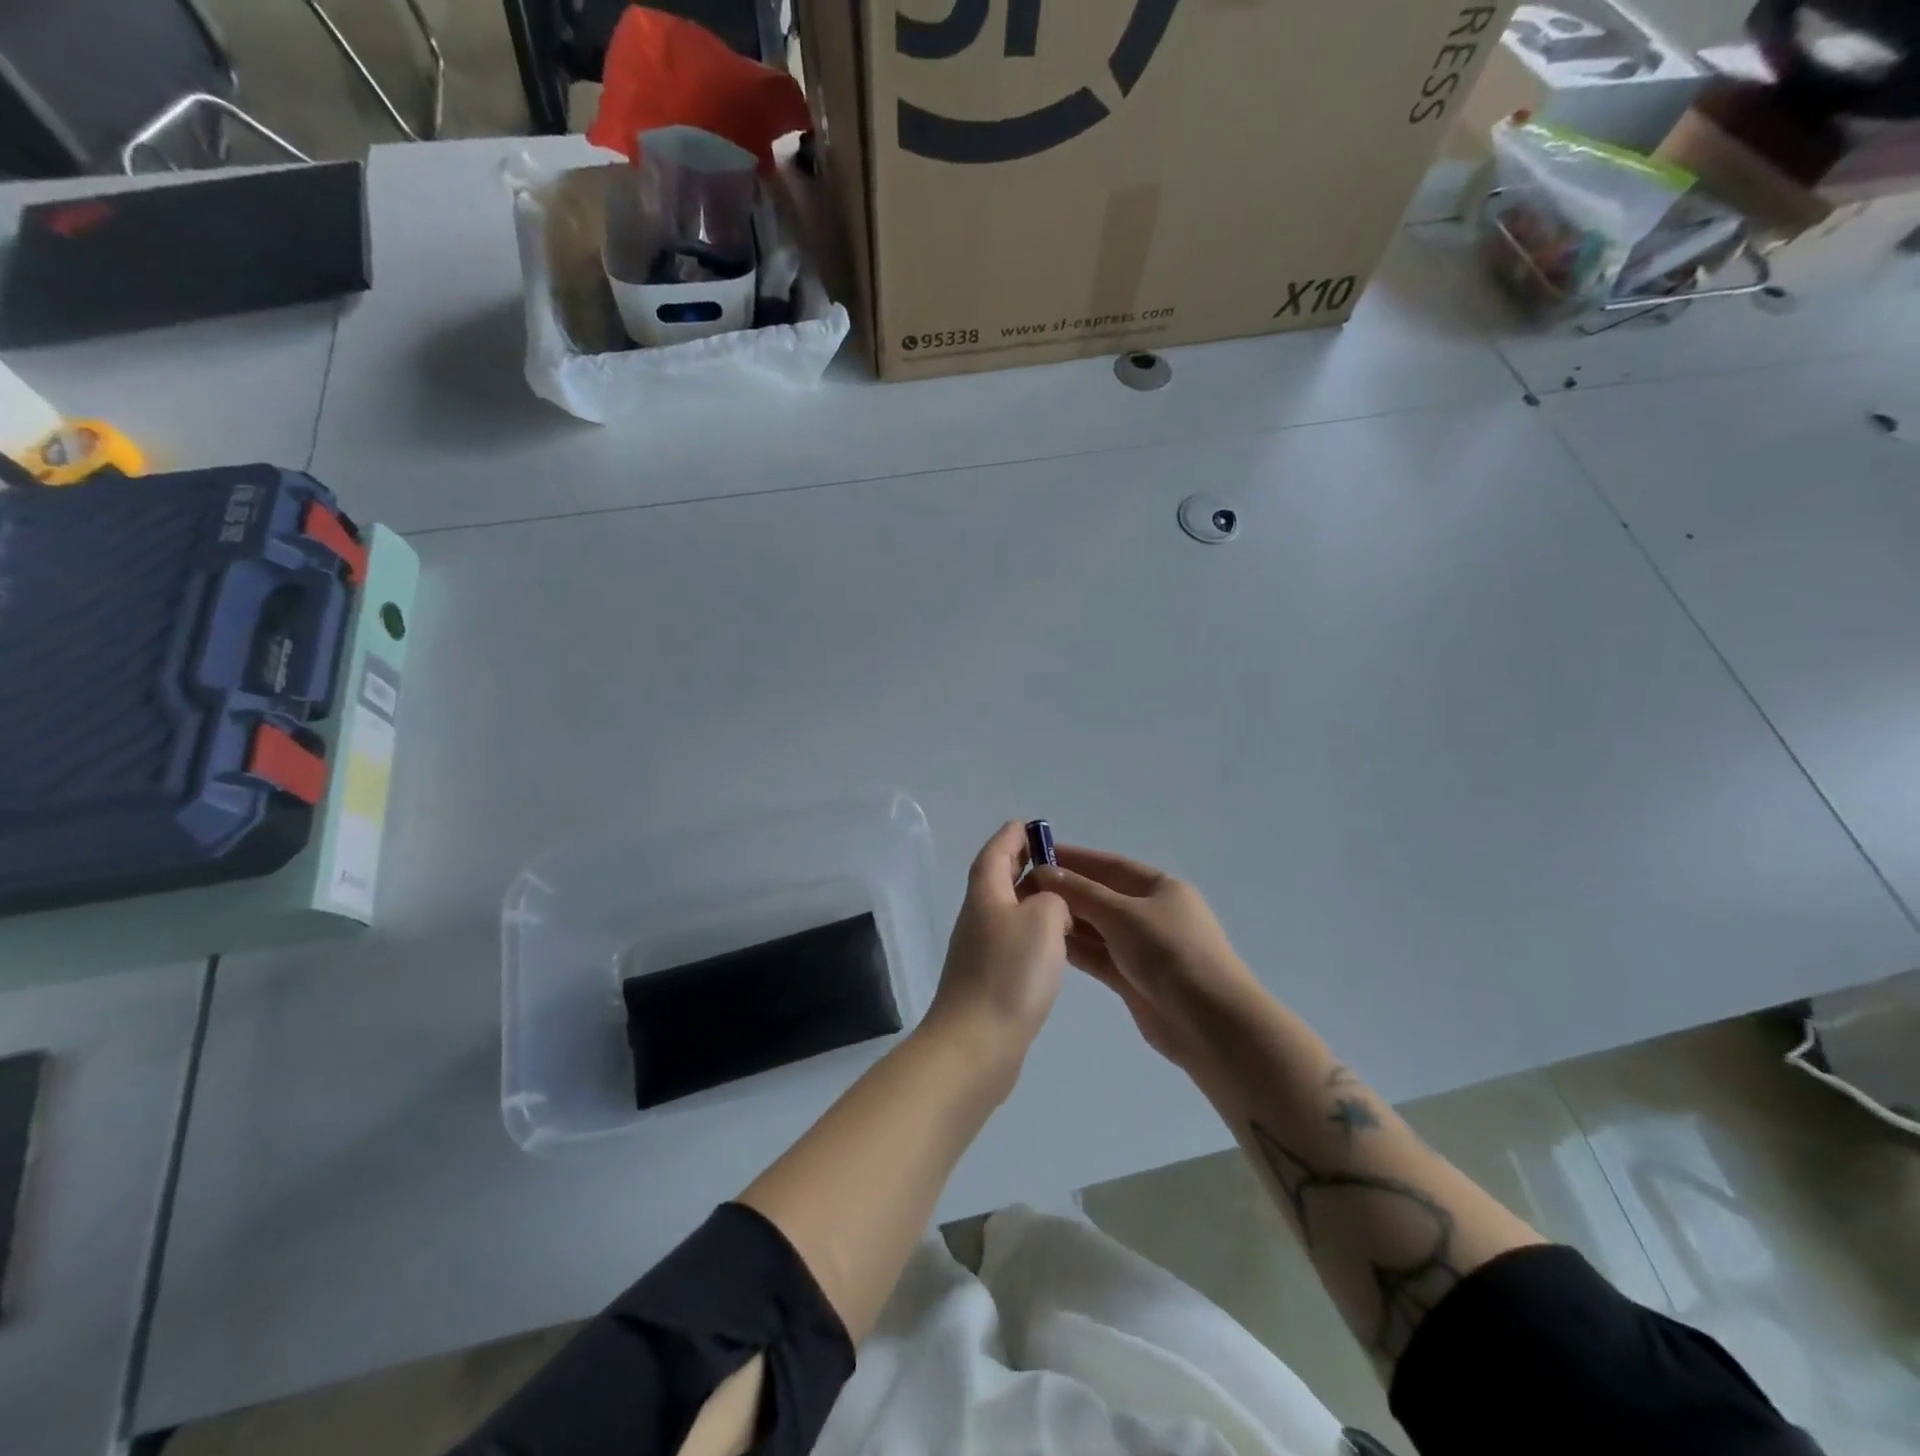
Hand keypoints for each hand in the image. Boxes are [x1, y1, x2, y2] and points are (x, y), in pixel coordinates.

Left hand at [924, 822, 1071, 1062]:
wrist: (976, 1044)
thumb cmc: (1010, 973)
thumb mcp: (1043, 919)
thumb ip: (1052, 899)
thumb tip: (1048, 906)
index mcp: (986, 894)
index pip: (996, 853)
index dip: (1012, 837)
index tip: (1028, 825)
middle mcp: (978, 917)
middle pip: (997, 879)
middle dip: (1020, 864)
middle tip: (1049, 857)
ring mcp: (979, 952)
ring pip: (1006, 911)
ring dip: (1028, 899)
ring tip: (1061, 898)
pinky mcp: (988, 981)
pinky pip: (1012, 942)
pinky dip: (1031, 932)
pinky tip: (1052, 946)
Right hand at [1030, 846, 1258, 1067]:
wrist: (1209, 1022)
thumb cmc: (1169, 952)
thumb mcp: (1123, 914)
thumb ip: (1081, 892)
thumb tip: (1044, 872)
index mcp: (1160, 887)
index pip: (1110, 865)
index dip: (1074, 858)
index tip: (1037, 854)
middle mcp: (1151, 913)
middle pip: (1101, 895)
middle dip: (1066, 890)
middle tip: (1023, 888)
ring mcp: (1142, 947)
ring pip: (1097, 927)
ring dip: (1067, 920)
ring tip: (1027, 914)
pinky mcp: (1132, 978)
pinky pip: (1098, 955)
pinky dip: (1076, 948)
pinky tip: (1046, 942)